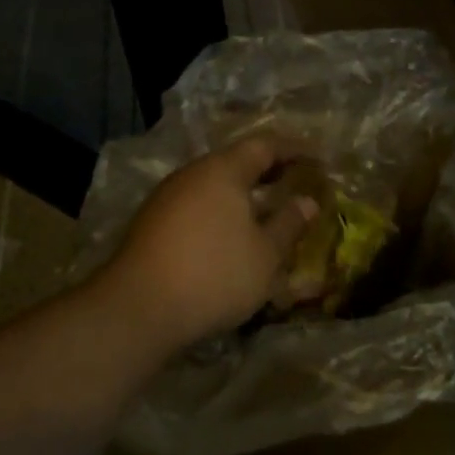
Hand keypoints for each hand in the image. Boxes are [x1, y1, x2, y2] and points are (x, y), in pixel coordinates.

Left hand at [99, 135, 319, 350]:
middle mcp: (193, 174)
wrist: (137, 309)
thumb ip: (288, 224)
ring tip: (266, 209)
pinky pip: (197, 204)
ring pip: (213, 184)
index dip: (294, 149)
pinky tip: (230, 234)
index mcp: (223, 170)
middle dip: (267, 169)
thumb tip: (307, 202)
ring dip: (242, 192)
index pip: (264, 145)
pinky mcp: (152, 223)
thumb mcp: (265, 254)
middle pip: (236, 161)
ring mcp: (167, 197)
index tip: (317, 157)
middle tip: (295, 179)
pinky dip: (221, 210)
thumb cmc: (214, 274)